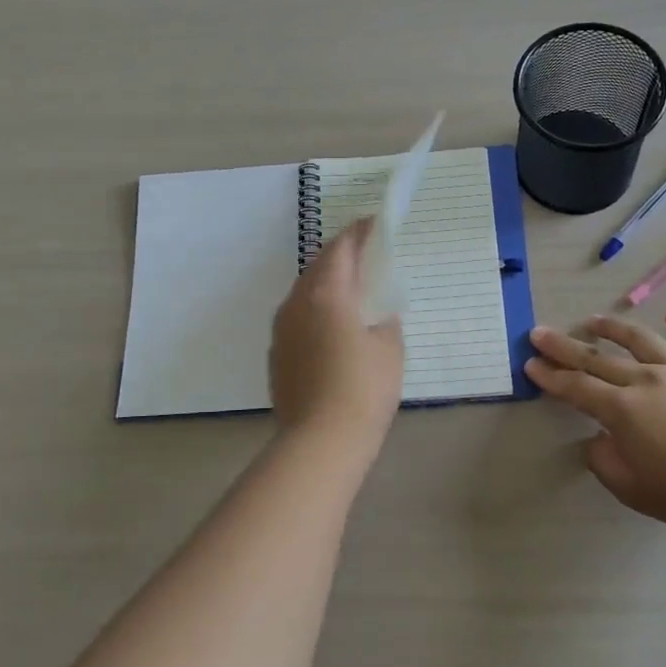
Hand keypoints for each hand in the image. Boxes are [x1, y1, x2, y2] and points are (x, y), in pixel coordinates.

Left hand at [270, 220, 405, 443]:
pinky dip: (316, 311)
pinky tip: (333, 329)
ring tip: (352, 292)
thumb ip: (384, 319)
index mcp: (327, 293)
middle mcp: (296, 303)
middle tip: (367, 258)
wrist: (320, 441)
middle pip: (319, 266)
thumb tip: (375, 313)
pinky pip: (298, 318)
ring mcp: (281, 329)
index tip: (375, 225)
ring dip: (327, 284)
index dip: (359, 232)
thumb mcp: (389, 348)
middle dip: (342, 256)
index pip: (341, 248)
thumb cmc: (364, 389)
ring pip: (305, 292)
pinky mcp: (276, 354)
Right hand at [525, 312, 665, 536]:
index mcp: (622, 410)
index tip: (530, 364)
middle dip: (564, 346)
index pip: (576, 388)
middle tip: (540, 333)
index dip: (550, 376)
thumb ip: (605, 461)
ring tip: (593, 319)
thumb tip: (597, 440)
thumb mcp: (633, 489)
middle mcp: (646, 380)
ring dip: (613, 327)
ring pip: (641, 339)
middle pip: (597, 358)